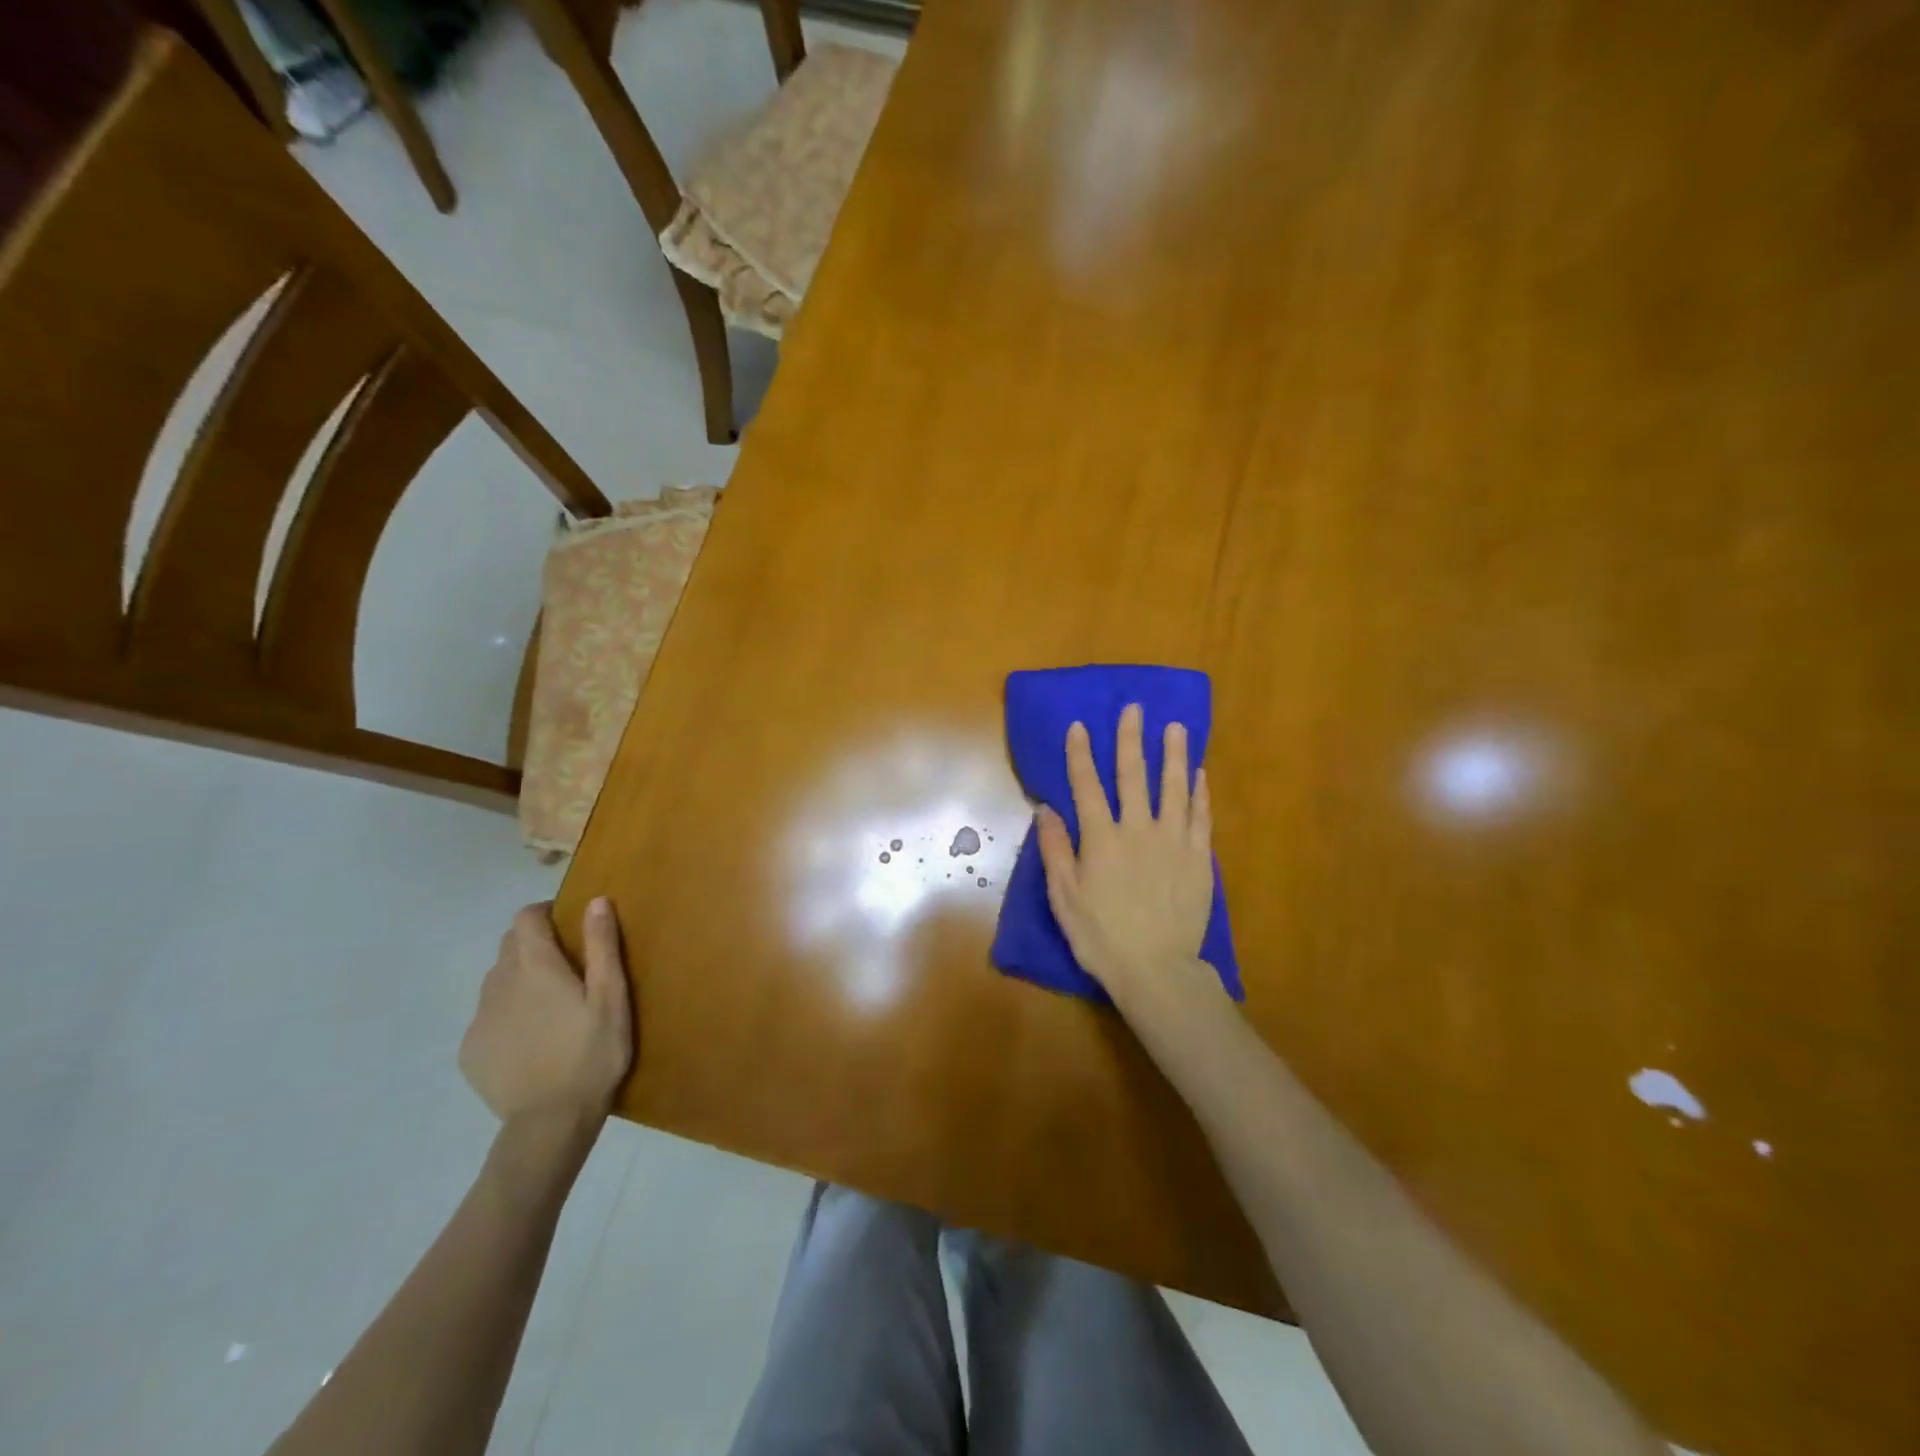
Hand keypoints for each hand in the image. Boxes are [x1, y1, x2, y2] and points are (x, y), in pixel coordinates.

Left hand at [460, 898, 632, 1127]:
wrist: (550, 1123)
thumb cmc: (592, 1054)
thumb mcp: (611, 997)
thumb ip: (602, 946)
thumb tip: (596, 900)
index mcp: (535, 967)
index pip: (526, 918)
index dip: (545, 913)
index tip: (568, 924)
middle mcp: (499, 984)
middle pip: (508, 945)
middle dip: (533, 943)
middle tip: (566, 965)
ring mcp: (480, 1019)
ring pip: (496, 980)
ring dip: (519, 978)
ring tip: (549, 1004)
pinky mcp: (471, 1050)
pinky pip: (487, 1015)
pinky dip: (507, 1013)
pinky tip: (531, 1038)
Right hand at [1035, 704, 1217, 1008]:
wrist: (1157, 969)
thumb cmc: (1102, 936)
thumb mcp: (1064, 897)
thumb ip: (1056, 849)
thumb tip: (1045, 808)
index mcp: (1101, 839)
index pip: (1087, 786)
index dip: (1081, 754)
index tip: (1079, 725)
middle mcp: (1138, 829)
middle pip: (1133, 776)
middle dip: (1131, 739)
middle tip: (1134, 708)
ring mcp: (1173, 841)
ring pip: (1173, 788)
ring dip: (1173, 754)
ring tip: (1175, 727)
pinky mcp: (1198, 858)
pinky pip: (1200, 817)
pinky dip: (1199, 792)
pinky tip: (1199, 774)